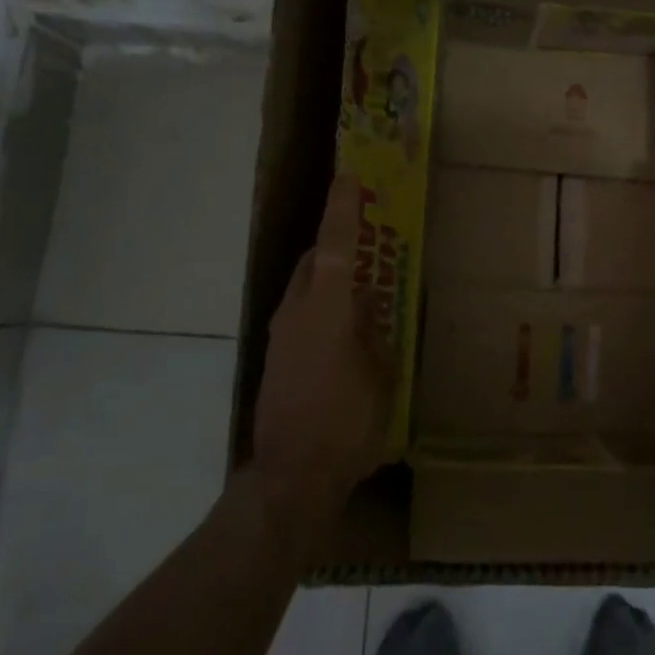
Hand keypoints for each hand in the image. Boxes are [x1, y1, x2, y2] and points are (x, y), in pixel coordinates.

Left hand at [251, 172, 393, 511]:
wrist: (291, 477)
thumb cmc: (347, 423)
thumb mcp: (380, 375)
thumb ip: (374, 332)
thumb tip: (368, 306)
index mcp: (328, 308)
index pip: (337, 245)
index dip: (342, 208)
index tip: (348, 177)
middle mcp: (297, 311)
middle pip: (316, 261)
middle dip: (338, 245)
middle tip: (368, 245)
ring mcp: (280, 335)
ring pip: (306, 287)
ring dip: (330, 279)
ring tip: (362, 293)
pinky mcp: (275, 358)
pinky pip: (300, 314)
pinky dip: (322, 307)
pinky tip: (344, 334)